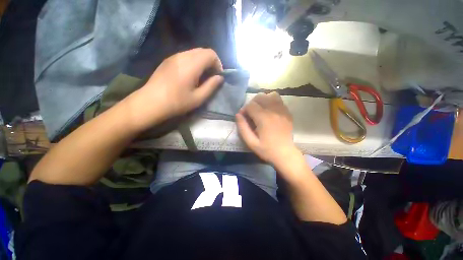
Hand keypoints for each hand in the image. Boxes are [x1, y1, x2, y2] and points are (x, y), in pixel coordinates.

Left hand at [126, 48, 223, 131]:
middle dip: (211, 62)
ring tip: (201, 77)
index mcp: (191, 64)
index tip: (218, 76)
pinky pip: (185, 56)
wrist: (150, 102)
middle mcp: (182, 56)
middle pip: (203, 51)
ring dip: (202, 62)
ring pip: (194, 52)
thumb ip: (211, 86)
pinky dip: (193, 62)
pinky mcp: (168, 60)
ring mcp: (174, 56)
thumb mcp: (198, 98)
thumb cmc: (177, 102)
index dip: (218, 63)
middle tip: (211, 77)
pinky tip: (190, 75)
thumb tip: (220, 77)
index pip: (210, 53)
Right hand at [236, 92, 299, 167]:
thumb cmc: (267, 150)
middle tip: (250, 113)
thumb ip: (242, 127)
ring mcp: (282, 110)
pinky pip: (279, 100)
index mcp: (264, 118)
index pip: (250, 105)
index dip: (244, 109)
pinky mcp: (287, 112)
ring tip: (260, 109)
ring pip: (270, 95)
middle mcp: (274, 111)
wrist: (285, 154)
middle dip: (252, 103)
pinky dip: (272, 101)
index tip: (243, 117)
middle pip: (260, 97)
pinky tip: (269, 110)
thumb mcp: (251, 142)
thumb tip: (238, 115)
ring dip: (262, 100)